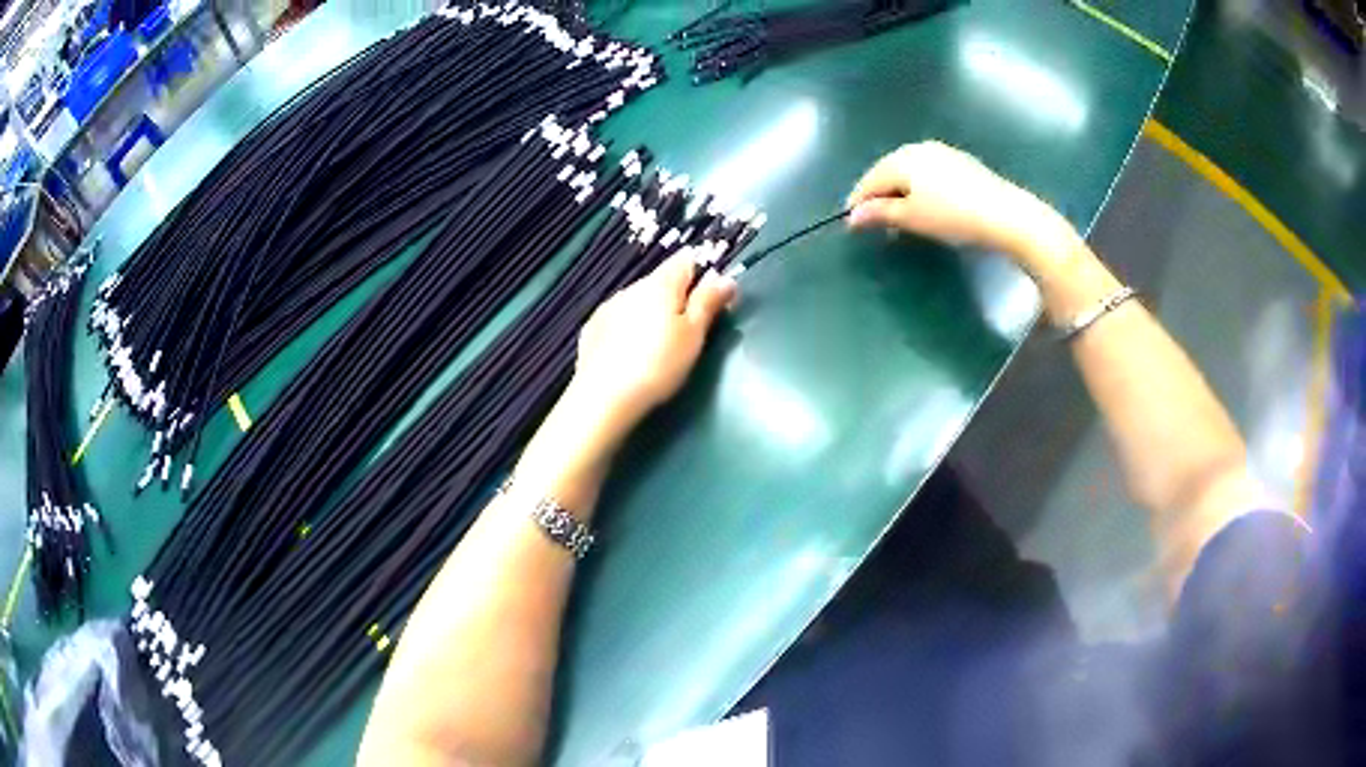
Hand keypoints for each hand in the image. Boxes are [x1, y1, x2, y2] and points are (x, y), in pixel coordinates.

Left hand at [572, 252, 737, 434]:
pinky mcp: (592, 329)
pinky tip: (630, 353)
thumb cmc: (658, 364)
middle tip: (689, 330)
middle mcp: (632, 287)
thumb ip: (708, 303)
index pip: (686, 261)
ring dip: (651, 313)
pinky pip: (618, 319)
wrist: (603, 397)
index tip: (711, 297)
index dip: (702, 274)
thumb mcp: (693, 335)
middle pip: (661, 282)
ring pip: (638, 301)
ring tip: (658, 345)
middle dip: (677, 298)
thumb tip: (725, 277)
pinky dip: (629, 328)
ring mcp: (608, 307)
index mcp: (661, 283)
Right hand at [846, 141, 1072, 260]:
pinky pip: (928, 172)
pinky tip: (925, 204)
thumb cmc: (953, 217)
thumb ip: (880, 213)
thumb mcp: (912, 218)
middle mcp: (918, 148)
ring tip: (899, 215)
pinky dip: (919, 188)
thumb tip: (853, 216)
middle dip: (879, 194)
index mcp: (901, 159)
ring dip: (899, 191)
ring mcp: (942, 152)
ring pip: (909, 171)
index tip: (851, 222)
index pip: (870, 179)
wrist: (1006, 215)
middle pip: (888, 171)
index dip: (858, 201)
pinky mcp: (961, 162)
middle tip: (874, 220)